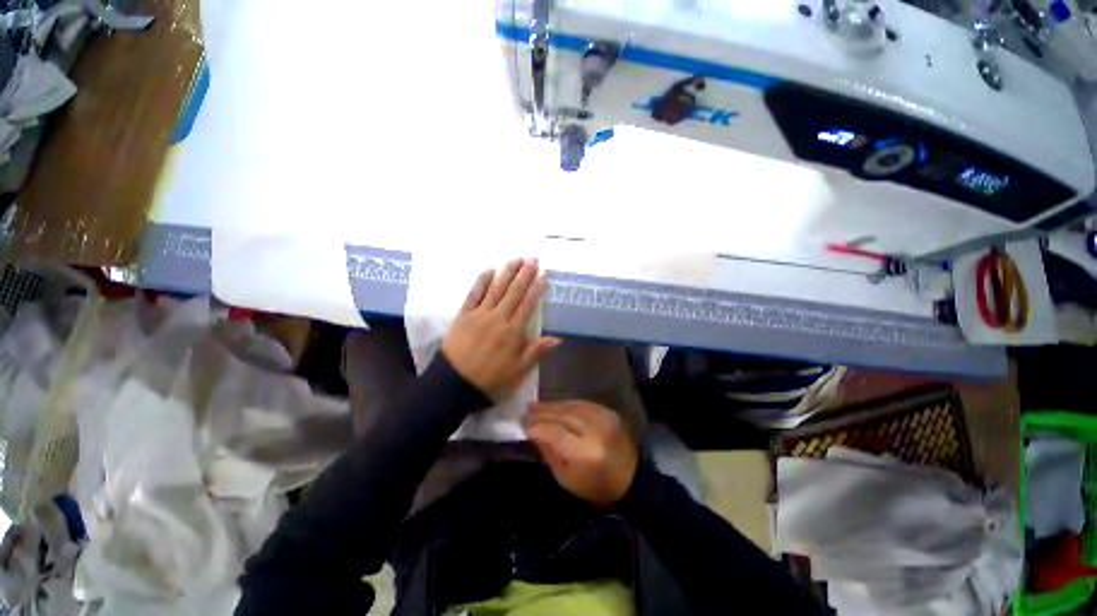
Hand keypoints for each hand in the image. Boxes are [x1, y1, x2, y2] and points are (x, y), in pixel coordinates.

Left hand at [442, 258, 559, 400]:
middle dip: (524, 274)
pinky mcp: (463, 315)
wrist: (454, 385)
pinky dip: (481, 281)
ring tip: (516, 259)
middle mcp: (497, 318)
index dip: (536, 288)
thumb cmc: (490, 380)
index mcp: (512, 332)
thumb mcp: (517, 372)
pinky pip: (473, 294)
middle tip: (532, 258)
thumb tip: (557, 339)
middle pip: (513, 292)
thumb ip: (535, 352)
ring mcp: (479, 315)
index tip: (543, 273)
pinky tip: (489, 270)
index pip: (527, 304)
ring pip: (495, 289)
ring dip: (506, 273)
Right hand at [523, 400, 638, 506]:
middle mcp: (595, 430)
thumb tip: (534, 433)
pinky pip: (582, 403)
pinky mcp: (609, 412)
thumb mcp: (567, 479)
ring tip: (535, 405)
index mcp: (585, 452)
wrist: (631, 479)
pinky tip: (555, 404)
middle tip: (525, 411)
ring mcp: (604, 418)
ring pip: (572, 406)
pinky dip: (566, 403)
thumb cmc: (596, 487)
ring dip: (552, 405)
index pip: (555, 433)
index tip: (522, 425)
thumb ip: (549, 453)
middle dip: (541, 413)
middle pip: (563, 416)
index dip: (537, 427)